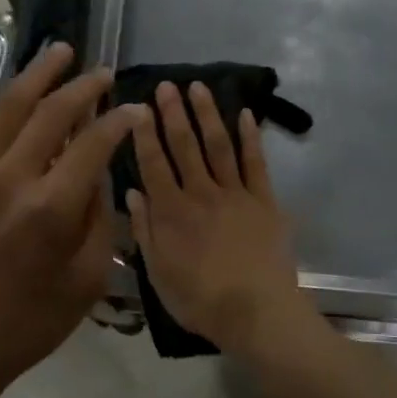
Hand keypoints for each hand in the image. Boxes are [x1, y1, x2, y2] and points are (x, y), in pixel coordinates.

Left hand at [0, 43, 140, 394]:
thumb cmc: (28, 323)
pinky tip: (5, 102)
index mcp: (52, 208)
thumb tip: (98, 176)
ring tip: (56, 52)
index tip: (133, 110)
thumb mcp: (86, 282)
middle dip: (82, 86)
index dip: (118, 120)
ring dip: (35, 76)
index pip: (93, 143)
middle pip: (50, 113)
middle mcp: (11, 180)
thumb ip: (98, 221)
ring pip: (5, 109)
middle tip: (100, 72)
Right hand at [125, 81, 315, 354]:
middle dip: (174, 113)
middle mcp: (201, 193)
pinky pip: (256, 163)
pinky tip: (245, 114)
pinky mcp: (264, 201)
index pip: (153, 163)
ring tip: (199, 87)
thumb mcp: (158, 273)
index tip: (138, 107)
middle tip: (167, 85)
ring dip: (208, 114)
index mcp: (171, 212)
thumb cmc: (200, 300)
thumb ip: (144, 231)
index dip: (145, 134)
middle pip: (185, 146)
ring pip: (218, 145)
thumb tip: (132, 192)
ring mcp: (235, 194)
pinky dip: (250, 137)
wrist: (256, 312)